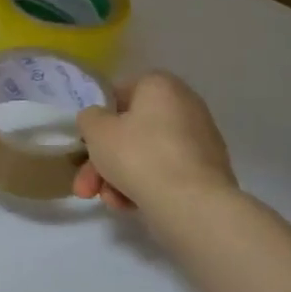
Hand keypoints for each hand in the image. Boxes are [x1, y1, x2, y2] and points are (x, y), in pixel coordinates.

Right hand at [72, 71, 236, 213]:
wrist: (191, 203)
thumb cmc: (139, 156)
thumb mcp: (97, 131)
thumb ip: (89, 118)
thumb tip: (98, 120)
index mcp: (160, 85)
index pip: (120, 93)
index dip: (98, 119)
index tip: (86, 144)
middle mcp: (184, 105)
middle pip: (130, 131)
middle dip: (102, 161)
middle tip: (85, 186)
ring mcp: (198, 139)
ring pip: (145, 155)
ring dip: (118, 177)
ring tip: (109, 201)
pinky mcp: (205, 170)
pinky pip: (165, 172)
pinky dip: (145, 185)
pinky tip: (130, 206)